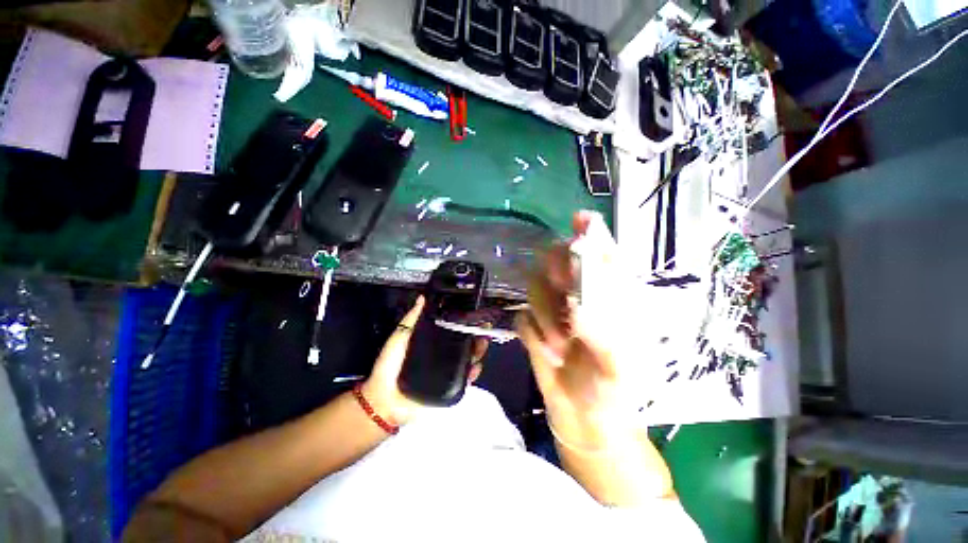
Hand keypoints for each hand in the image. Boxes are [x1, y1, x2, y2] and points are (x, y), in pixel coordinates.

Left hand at [362, 296, 490, 425]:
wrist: (385, 397)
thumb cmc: (389, 366)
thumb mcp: (399, 337)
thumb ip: (410, 319)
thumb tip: (421, 299)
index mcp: (432, 343)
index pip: (452, 331)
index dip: (463, 324)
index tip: (473, 317)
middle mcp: (442, 356)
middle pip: (464, 345)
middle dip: (476, 337)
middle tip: (482, 330)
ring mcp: (447, 372)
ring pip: (468, 360)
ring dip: (477, 353)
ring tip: (481, 344)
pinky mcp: (449, 387)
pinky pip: (464, 380)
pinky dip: (472, 373)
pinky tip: (475, 366)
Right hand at [517, 211, 636, 445]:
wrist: (585, 416)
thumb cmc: (612, 391)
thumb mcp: (619, 369)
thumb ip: (603, 337)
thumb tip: (575, 306)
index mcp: (609, 300)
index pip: (601, 258)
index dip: (592, 237)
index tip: (581, 219)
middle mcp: (578, 297)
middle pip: (561, 263)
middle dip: (558, 272)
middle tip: (564, 293)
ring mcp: (552, 310)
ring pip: (536, 288)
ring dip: (546, 318)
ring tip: (562, 348)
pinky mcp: (532, 325)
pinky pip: (523, 318)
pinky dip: (533, 335)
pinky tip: (548, 355)